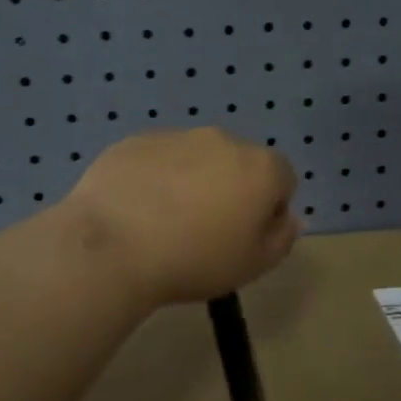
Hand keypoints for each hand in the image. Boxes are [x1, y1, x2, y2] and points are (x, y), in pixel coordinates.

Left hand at [63, 128, 301, 305]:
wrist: (113, 246)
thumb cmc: (195, 260)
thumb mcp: (254, 265)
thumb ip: (282, 237)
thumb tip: (287, 217)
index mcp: (260, 167)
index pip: (283, 179)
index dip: (270, 209)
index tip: (244, 237)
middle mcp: (223, 139)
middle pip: (239, 163)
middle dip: (231, 189)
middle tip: (206, 229)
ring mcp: (177, 135)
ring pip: (197, 157)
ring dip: (192, 181)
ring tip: (165, 221)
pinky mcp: (136, 140)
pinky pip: (157, 159)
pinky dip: (155, 177)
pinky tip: (136, 210)